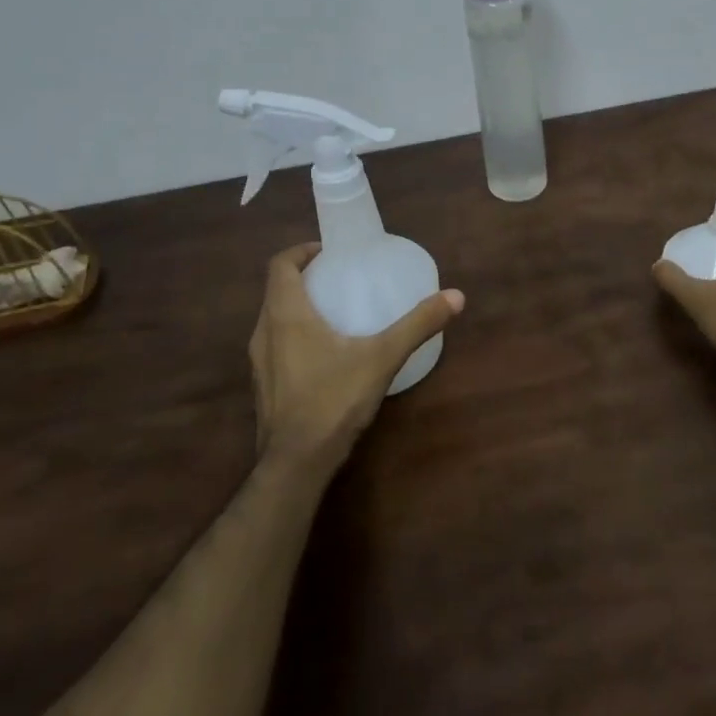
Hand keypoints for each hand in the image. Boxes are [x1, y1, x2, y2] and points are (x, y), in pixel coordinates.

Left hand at [248, 242, 465, 468]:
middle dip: (305, 277)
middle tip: (340, 277)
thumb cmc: (333, 400)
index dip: (301, 250)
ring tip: (335, 310)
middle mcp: (264, 331)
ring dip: (297, 305)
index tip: (329, 252)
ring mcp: (259, 361)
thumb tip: (456, 296)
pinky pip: (274, 344)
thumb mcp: (382, 357)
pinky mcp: (263, 385)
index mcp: (285, 314)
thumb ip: (417, 325)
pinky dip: (293, 333)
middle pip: (276, 289)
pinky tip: (324, 353)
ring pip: (273, 318)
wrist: (295, 464)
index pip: (280, 264)